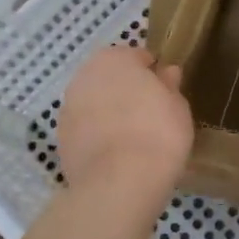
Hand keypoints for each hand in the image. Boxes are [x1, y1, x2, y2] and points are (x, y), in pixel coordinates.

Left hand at [57, 46, 192, 198]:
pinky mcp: (60, 138)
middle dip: (125, 91)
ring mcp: (68, 107)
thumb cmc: (158, 133)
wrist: (119, 181)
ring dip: (108, 112)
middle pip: (110, 78)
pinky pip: (84, 129)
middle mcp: (85, 75)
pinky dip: (96, 135)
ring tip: (131, 138)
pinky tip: (114, 154)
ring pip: (94, 103)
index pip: (137, 57)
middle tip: (148, 115)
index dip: (152, 73)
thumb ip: (169, 85)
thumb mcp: (177, 106)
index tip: (164, 93)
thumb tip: (166, 72)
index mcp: (114, 58)